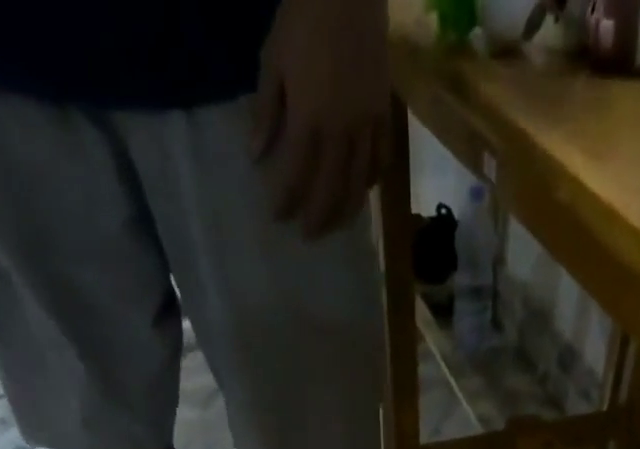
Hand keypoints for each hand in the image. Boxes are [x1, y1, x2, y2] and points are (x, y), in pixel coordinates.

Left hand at [252, 0, 390, 237]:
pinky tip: (363, 191)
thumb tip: (255, 156)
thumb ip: (266, 111)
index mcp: (309, 120)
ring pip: (357, 184)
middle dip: (317, 218)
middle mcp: (340, 133)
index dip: (286, 201)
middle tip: (308, 236)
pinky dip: (371, 181)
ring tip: (336, 226)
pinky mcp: (384, 115)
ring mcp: (366, 126)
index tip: (277, 218)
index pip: (295, 176)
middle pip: (330, 191)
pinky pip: (380, 159)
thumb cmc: (303, 17)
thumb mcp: (273, 59)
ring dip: (345, 211)